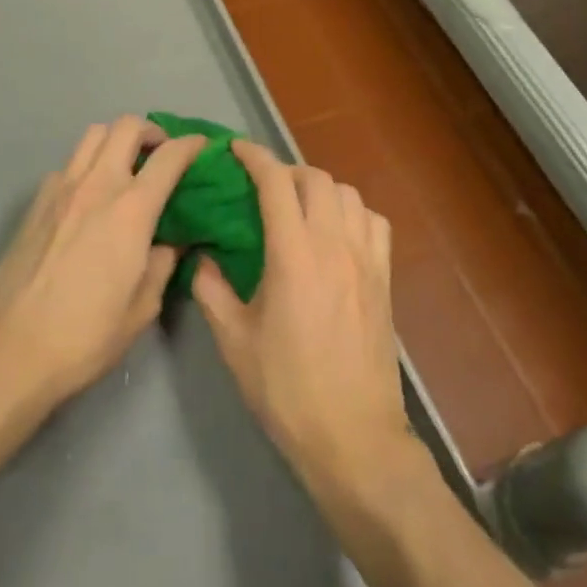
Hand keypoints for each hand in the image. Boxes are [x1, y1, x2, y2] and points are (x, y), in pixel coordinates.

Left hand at [0, 115, 205, 412]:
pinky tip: (88, 198)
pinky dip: (87, 166)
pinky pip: (68, 164)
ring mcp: (61, 189)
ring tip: (125, 168)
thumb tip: (172, 241)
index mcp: (131, 209)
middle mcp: (97, 185)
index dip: (191, 145)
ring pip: (93, 134)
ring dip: (116, 140)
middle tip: (160, 155)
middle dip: (152, 132)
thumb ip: (164, 263)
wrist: (10, 352)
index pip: (169, 156)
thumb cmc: (85, 335)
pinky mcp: (35, 203)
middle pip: (127, 126)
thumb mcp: (143, 307)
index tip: (202, 147)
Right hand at [192, 141, 412, 495]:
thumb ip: (211, 291)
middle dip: (285, 171)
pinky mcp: (385, 278)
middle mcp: (334, 245)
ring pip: (348, 194)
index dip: (254, 157)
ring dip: (320, 188)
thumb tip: (201, 258)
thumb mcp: (235, 343)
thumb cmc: (287, 390)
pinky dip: (354, 212)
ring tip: (300, 207)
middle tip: (263, 188)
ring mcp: (366, 259)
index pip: (276, 183)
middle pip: (315, 178)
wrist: (353, 436)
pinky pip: (374, 221)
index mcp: (294, 255)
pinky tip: (338, 232)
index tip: (235, 149)